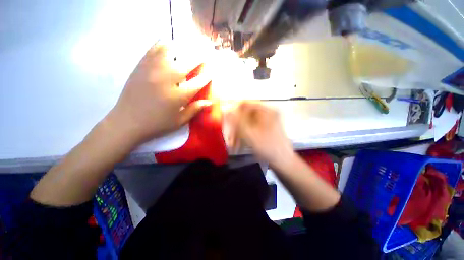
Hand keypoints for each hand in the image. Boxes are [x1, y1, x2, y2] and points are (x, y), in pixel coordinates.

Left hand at [106, 43, 211, 145]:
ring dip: (182, 49)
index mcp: (178, 96)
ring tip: (187, 49)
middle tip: (205, 55)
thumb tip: (209, 102)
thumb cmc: (157, 124)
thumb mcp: (179, 121)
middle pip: (187, 63)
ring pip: (170, 51)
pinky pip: (153, 49)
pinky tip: (168, 46)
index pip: (198, 82)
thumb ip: (195, 109)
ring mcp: (153, 70)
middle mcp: (167, 79)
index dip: (207, 76)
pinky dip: (163, 44)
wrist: (127, 122)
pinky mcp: (141, 66)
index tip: (211, 72)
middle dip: (199, 58)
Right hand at [231, 101, 294, 168]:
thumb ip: (237, 121)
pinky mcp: (266, 129)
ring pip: (248, 122)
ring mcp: (267, 121)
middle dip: (236, 125)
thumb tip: (226, 109)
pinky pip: (252, 128)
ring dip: (239, 132)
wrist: (283, 162)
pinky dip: (245, 135)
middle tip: (230, 136)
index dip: (234, 109)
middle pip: (246, 114)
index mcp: (266, 111)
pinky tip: (240, 144)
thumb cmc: (268, 147)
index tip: (226, 118)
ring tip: (233, 143)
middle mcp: (267, 113)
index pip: (246, 103)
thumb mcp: (250, 134)